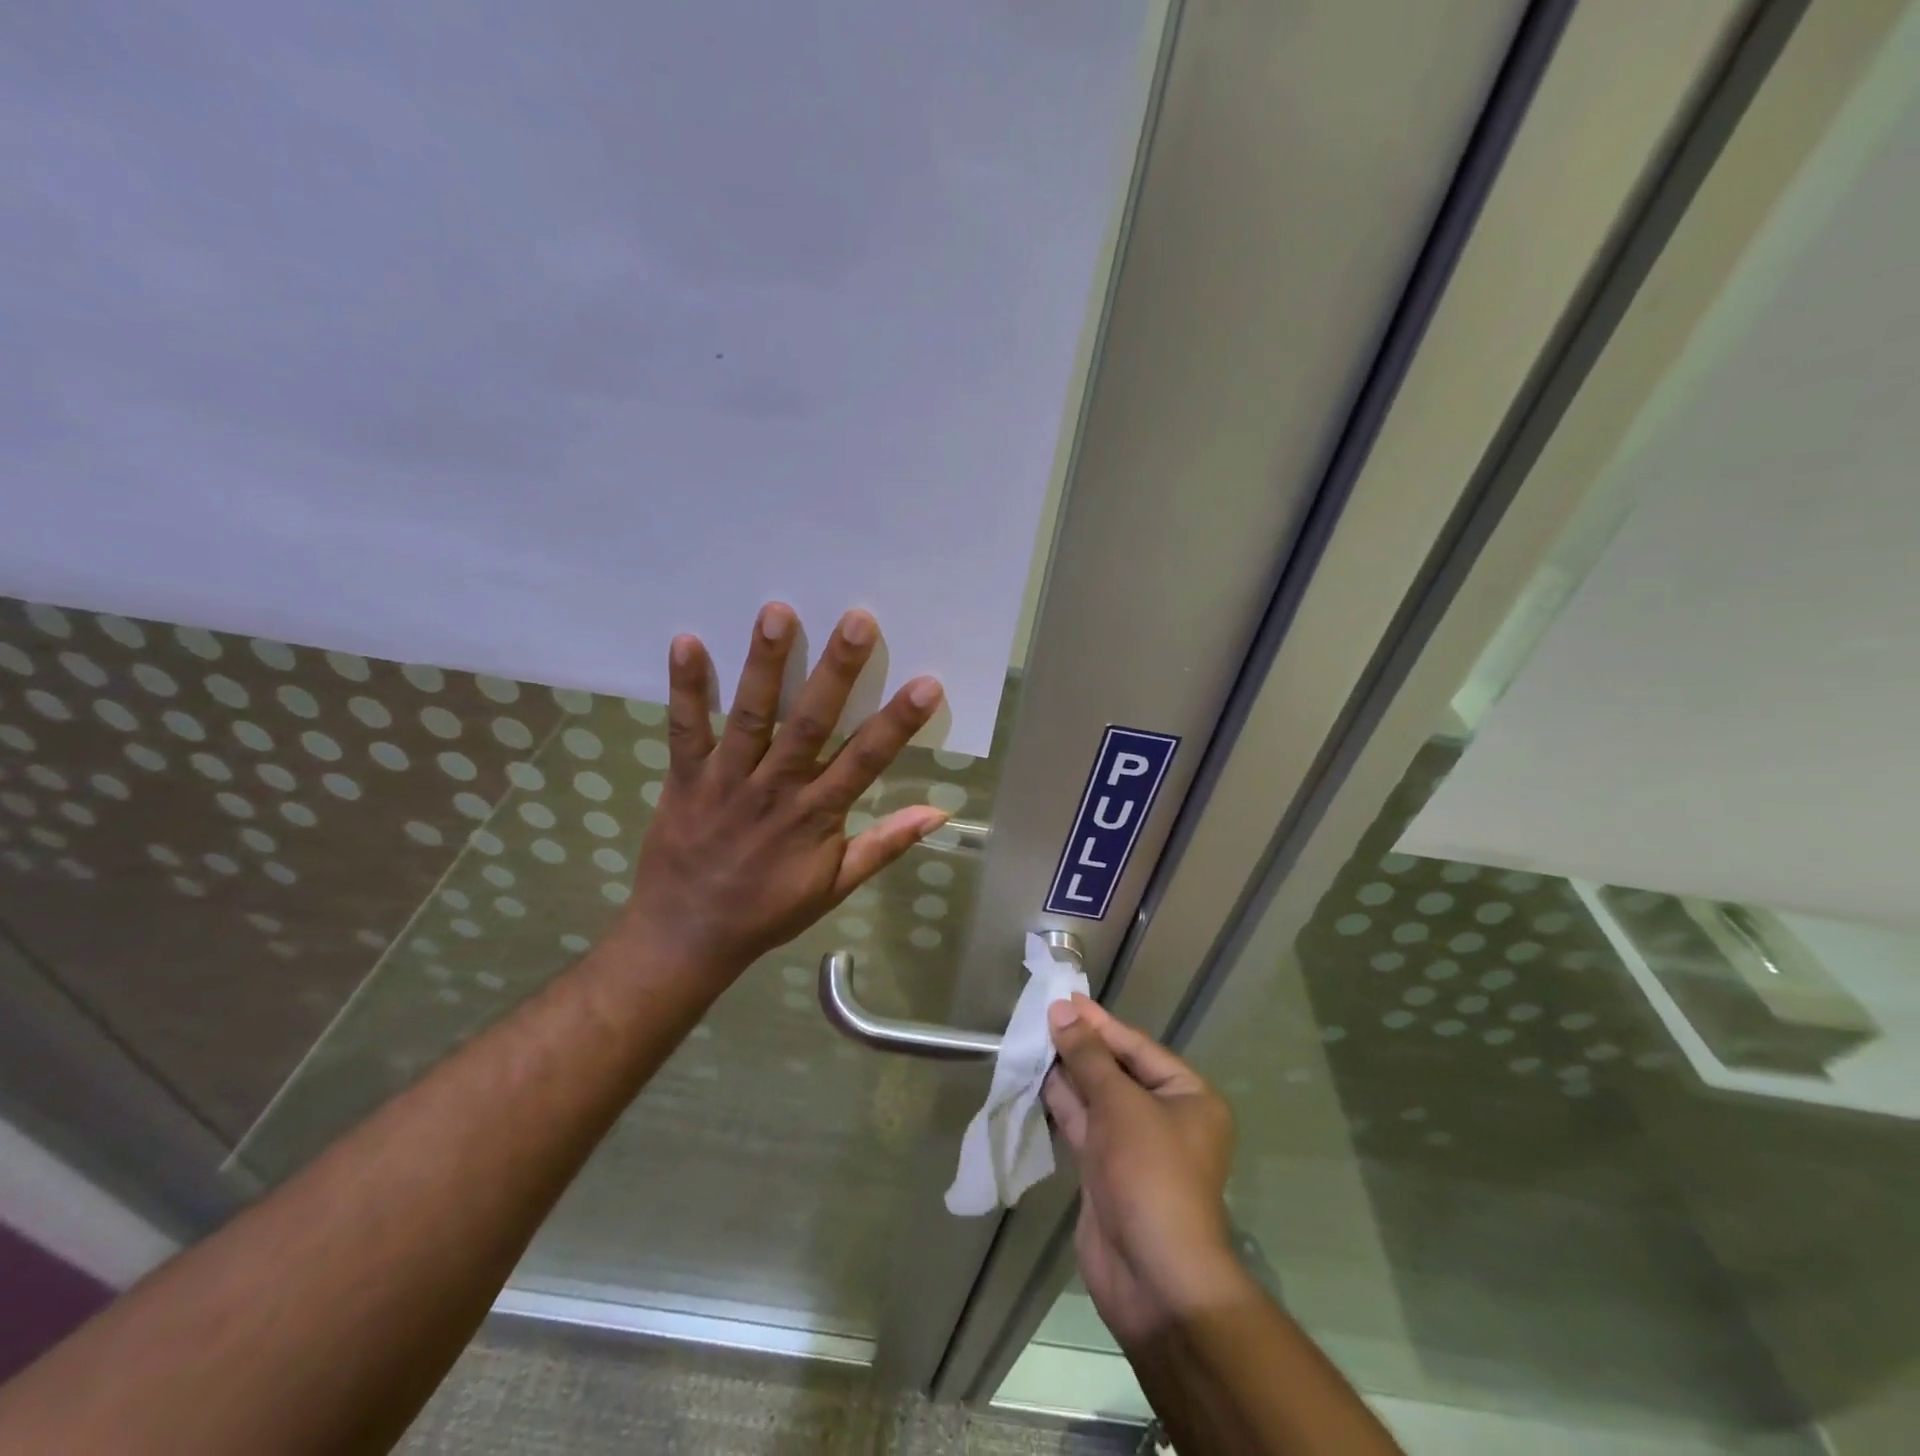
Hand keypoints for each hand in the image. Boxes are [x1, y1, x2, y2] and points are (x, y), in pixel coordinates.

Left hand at [622, 601, 946, 984]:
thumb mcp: (835, 886)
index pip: (865, 761)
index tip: (926, 683)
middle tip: (857, 620)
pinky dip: (685, 688)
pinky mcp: (684, 778)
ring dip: (764, 665)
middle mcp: (776, 789)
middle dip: (835, 672)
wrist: (686, 938)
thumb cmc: (767, 911)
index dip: (897, 723)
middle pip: (810, 724)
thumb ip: (884, 845)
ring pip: (751, 716)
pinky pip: (685, 730)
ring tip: (778, 612)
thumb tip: (939, 813)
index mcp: (816, 816)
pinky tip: (687, 641)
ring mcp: (727, 781)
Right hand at [1044, 995, 1241, 1345]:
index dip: (1099, 1023)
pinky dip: (1062, 1103)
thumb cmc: (1149, 1173)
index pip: (1137, 1047)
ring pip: (1096, 1098)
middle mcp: (1165, 1117)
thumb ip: (1088, 1056)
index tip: (1064, 998)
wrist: (1153, 1278)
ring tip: (1031, 1040)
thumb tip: (1062, 1010)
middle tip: (1041, 1016)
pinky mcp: (1107, 1171)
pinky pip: (1084, 1125)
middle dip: (1080, 1046)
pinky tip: (1035, 1079)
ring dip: (1066, 1072)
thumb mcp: (1120, 1104)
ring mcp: (1135, 1147)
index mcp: (1188, 1096)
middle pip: (1117, 1070)